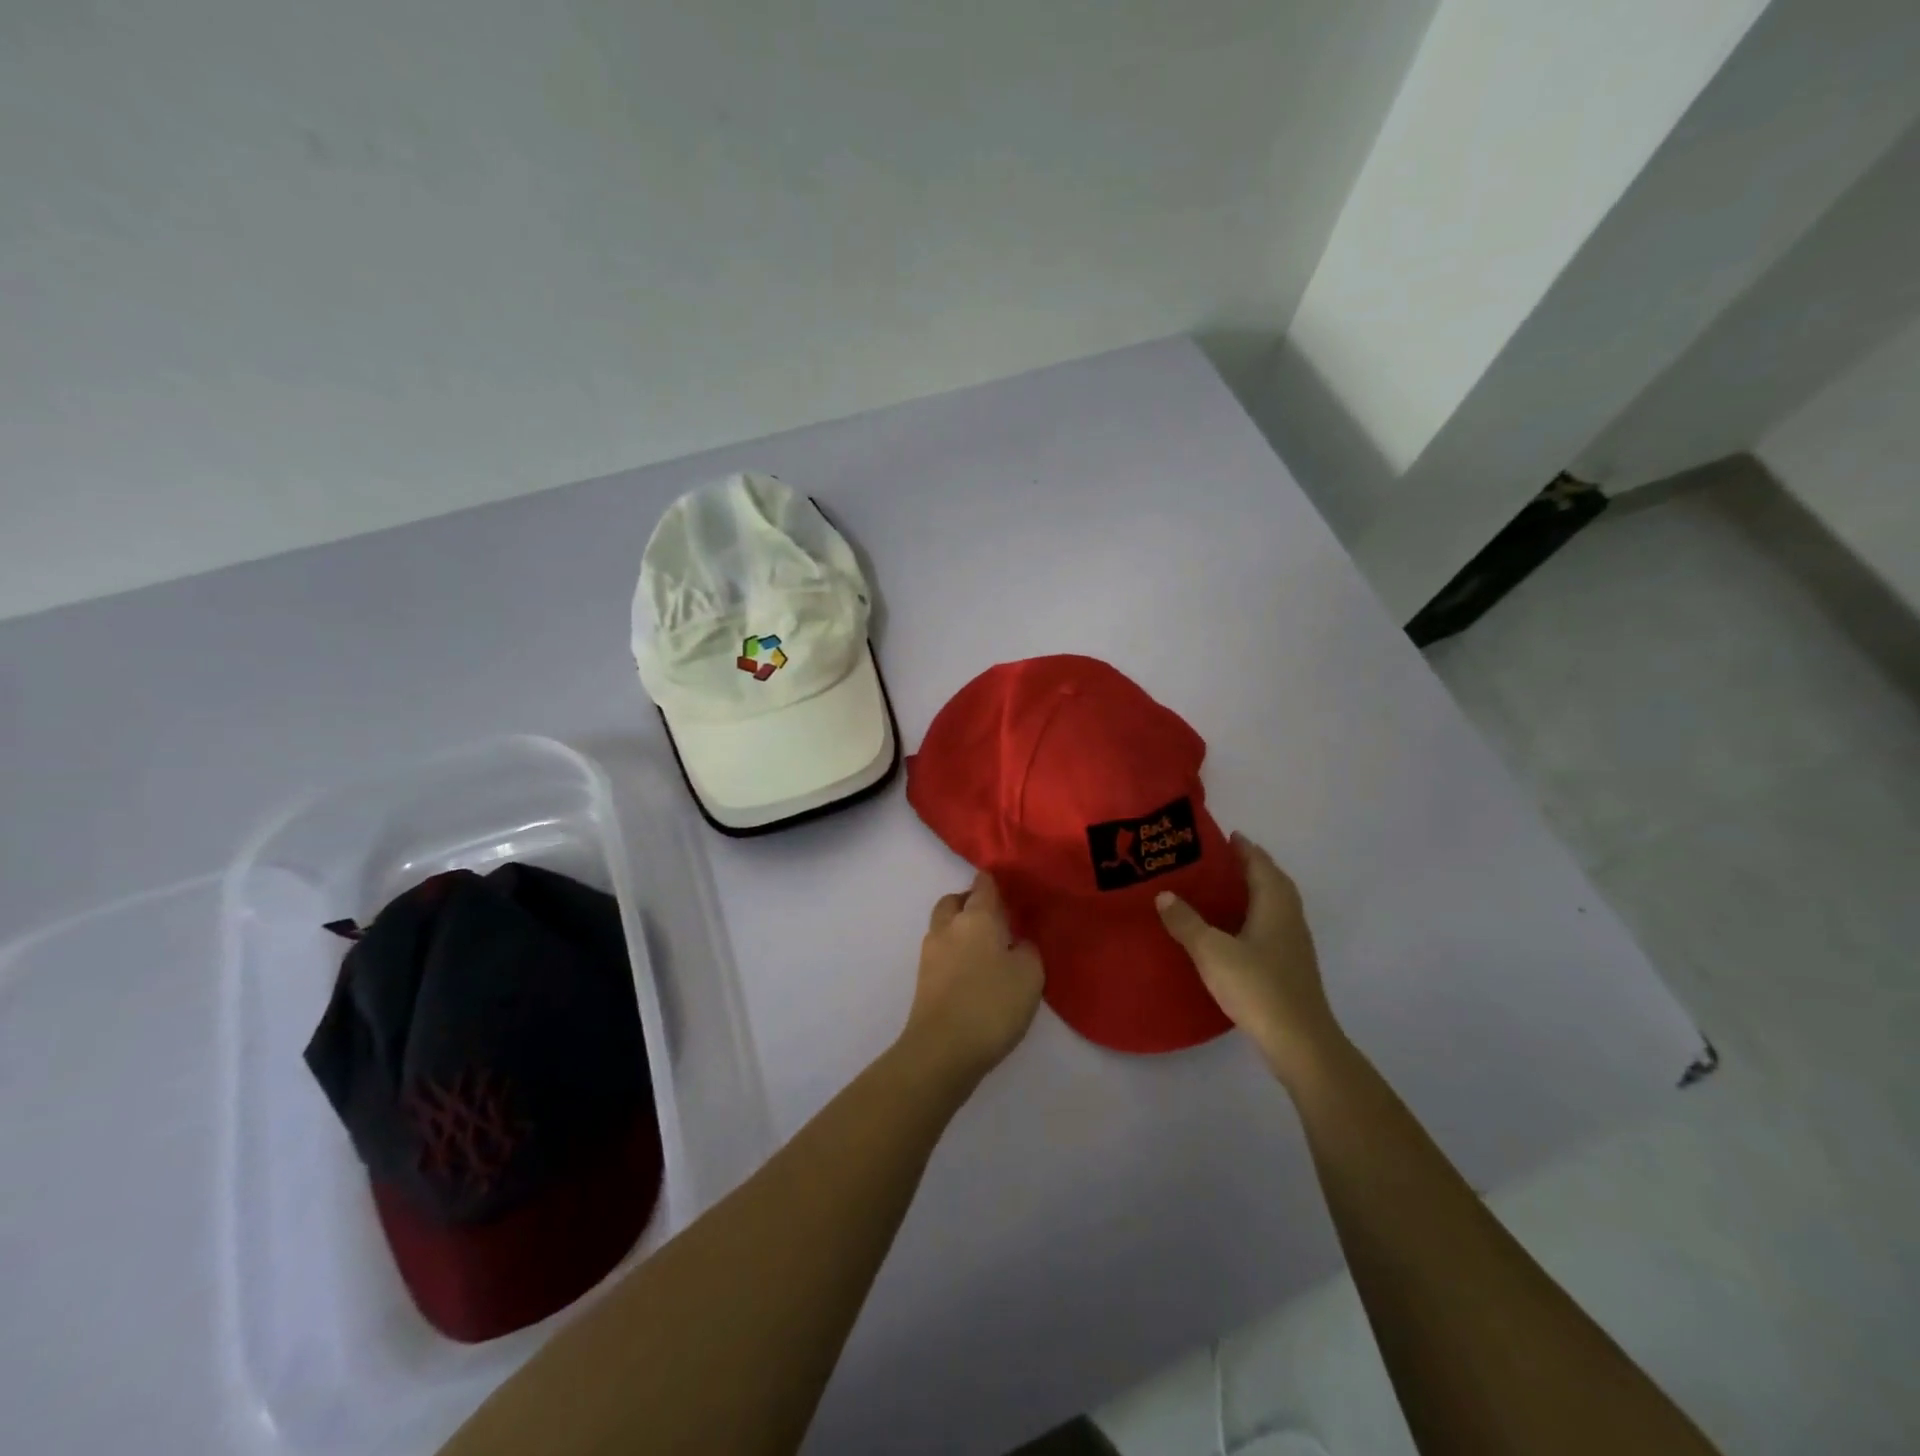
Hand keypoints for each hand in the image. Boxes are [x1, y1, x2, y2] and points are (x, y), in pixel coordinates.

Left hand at [902, 872, 1044, 1086]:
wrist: (942, 1049)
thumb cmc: (991, 1004)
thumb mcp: (1030, 975)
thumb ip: (1027, 950)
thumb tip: (1016, 942)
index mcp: (976, 917)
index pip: (983, 885)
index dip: (994, 884)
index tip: (1007, 891)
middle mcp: (948, 926)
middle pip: (955, 901)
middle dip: (970, 903)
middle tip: (994, 920)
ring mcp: (930, 952)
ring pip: (944, 926)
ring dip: (960, 929)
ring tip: (984, 949)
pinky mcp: (923, 979)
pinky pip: (941, 952)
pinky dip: (954, 953)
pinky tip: (971, 973)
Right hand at [1155, 834, 1343, 1086]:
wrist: (1299, 1041)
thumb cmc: (1257, 986)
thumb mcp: (1211, 951)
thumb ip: (1186, 922)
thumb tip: (1164, 894)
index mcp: (1274, 904)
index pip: (1260, 864)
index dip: (1243, 848)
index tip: (1224, 835)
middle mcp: (1289, 917)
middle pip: (1272, 881)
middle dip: (1249, 866)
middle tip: (1218, 860)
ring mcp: (1294, 943)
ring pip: (1274, 905)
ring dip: (1253, 892)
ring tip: (1221, 890)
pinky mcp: (1291, 966)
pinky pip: (1271, 925)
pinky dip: (1254, 916)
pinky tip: (1233, 930)